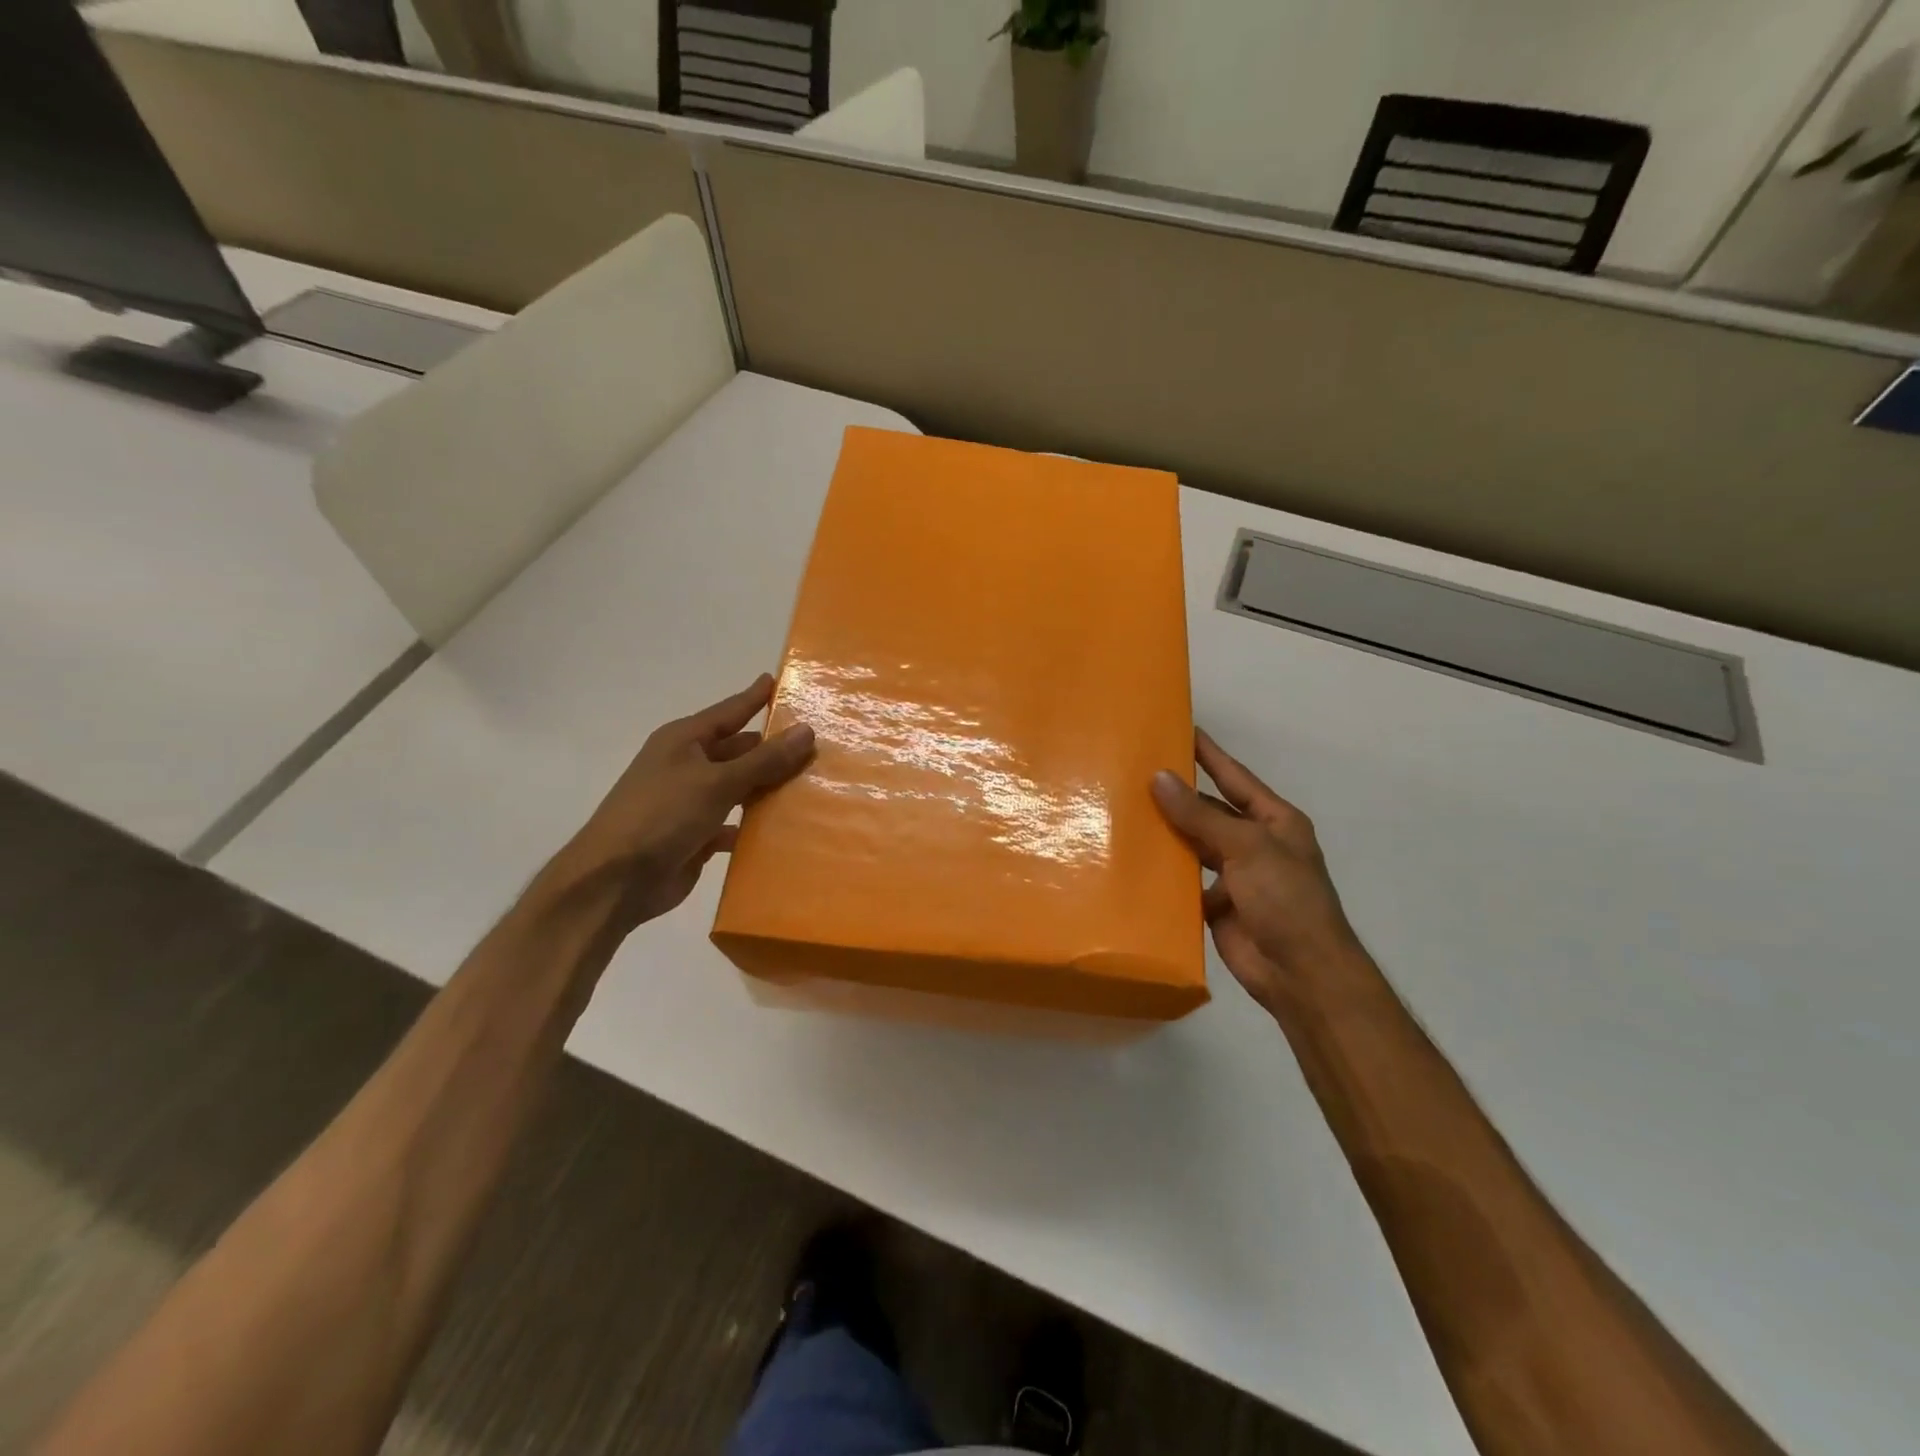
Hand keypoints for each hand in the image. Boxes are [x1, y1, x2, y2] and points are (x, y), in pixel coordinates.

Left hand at [554, 674, 814, 929]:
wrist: (614, 880)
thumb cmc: (662, 816)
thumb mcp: (717, 782)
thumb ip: (764, 760)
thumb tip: (806, 730)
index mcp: (684, 741)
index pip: (729, 711)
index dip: (754, 697)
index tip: (779, 680)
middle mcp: (687, 766)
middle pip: (738, 750)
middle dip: (772, 748)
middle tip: (817, 742)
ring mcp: (691, 802)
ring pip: (739, 788)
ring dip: (768, 788)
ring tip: (812, 783)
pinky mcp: (696, 836)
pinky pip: (735, 823)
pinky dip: (755, 825)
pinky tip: (786, 828)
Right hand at [1151, 729, 1374, 1017]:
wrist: (1300, 973)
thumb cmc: (1285, 899)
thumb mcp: (1246, 847)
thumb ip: (1200, 815)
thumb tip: (1159, 778)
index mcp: (1274, 821)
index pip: (1235, 778)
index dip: (1210, 754)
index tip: (1181, 729)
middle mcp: (1255, 844)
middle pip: (1210, 811)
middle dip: (1179, 795)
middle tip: (1136, 772)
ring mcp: (1236, 876)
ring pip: (1195, 845)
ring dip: (1168, 832)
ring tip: (1127, 810)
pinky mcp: (1217, 905)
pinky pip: (1186, 880)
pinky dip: (1165, 872)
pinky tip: (1136, 858)